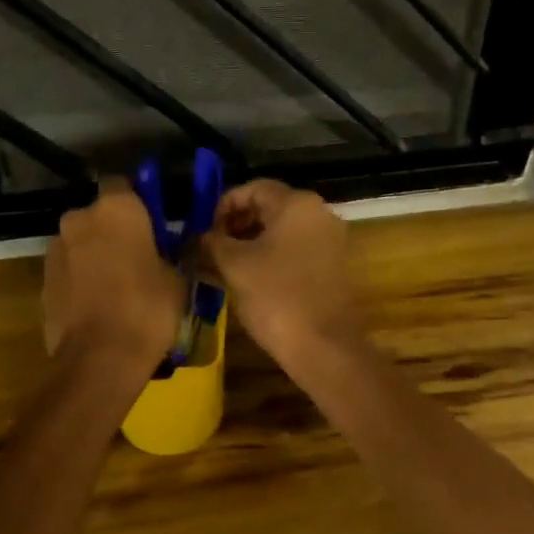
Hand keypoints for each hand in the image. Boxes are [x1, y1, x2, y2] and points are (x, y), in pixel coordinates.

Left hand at [43, 179, 180, 364]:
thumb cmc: (148, 309)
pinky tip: (100, 306)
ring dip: (95, 256)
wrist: (100, 358)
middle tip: (139, 257)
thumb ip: (170, 254)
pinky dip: (82, 281)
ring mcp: (56, 251)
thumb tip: (170, 250)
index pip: (124, 184)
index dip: (139, 201)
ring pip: (81, 244)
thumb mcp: (177, 278)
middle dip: (114, 231)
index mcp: (116, 209)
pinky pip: (69, 272)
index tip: (153, 223)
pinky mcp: (43, 281)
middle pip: (98, 216)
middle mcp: (79, 219)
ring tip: (119, 287)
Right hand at [205, 180, 362, 369]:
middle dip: (236, 224)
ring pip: (282, 231)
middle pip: (270, 207)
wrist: (323, 346)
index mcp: (297, 204)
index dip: (223, 205)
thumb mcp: (234, 266)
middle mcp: (319, 214)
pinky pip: (295, 251)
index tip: (203, 229)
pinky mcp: (332, 267)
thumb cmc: (275, 297)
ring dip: (251, 243)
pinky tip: (248, 278)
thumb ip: (213, 242)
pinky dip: (270, 257)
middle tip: (210, 247)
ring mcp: (330, 241)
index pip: (253, 188)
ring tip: (222, 265)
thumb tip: (201, 236)